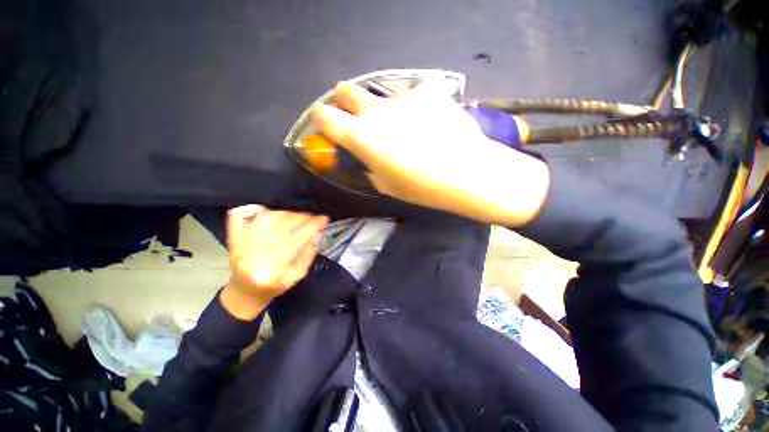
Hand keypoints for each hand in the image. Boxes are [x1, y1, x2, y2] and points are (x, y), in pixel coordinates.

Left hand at [220, 205, 327, 319]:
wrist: (244, 293)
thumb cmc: (274, 287)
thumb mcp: (297, 276)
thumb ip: (309, 254)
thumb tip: (318, 233)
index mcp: (272, 270)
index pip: (295, 240)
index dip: (312, 226)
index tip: (324, 219)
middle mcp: (254, 256)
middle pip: (281, 226)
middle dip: (302, 217)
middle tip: (313, 218)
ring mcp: (240, 246)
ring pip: (265, 219)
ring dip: (286, 213)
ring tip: (297, 216)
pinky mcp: (233, 239)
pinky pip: (237, 218)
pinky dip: (251, 208)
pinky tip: (265, 209)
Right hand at [312, 81, 549, 226]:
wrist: (465, 172)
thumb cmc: (421, 187)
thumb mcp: (386, 185)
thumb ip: (370, 167)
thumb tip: (367, 158)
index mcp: (360, 136)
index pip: (325, 116)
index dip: (322, 118)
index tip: (327, 125)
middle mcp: (376, 111)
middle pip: (348, 91)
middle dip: (345, 100)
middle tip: (357, 116)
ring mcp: (403, 99)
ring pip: (381, 94)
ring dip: (381, 107)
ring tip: (399, 125)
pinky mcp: (428, 94)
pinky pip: (411, 98)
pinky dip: (410, 108)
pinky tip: (426, 123)